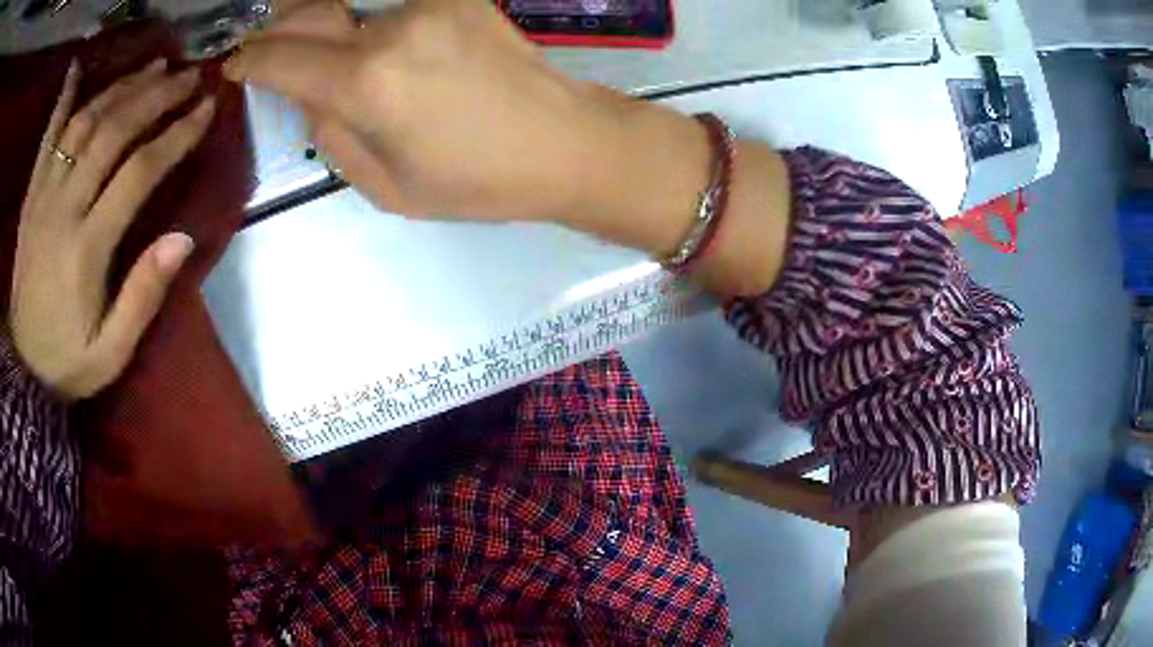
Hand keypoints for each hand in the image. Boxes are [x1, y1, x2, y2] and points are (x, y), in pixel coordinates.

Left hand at [9, 60, 215, 400]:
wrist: (23, 369)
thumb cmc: (68, 363)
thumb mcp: (112, 352)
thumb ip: (143, 297)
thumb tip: (184, 238)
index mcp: (86, 248)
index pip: (138, 171)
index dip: (176, 133)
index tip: (207, 107)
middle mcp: (63, 209)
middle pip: (112, 132)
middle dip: (155, 96)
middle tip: (188, 75)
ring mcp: (43, 197)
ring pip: (84, 123)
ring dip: (121, 87)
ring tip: (152, 67)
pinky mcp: (32, 197)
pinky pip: (47, 138)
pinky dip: (62, 100)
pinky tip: (78, 69)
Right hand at [225, 0, 629, 223]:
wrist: (563, 141)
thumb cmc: (476, 181)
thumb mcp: (384, 186)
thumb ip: (331, 133)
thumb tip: (306, 92)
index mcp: (367, 84)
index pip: (281, 59)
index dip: (249, 61)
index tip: (234, 65)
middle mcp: (391, 29)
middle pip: (309, 15)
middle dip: (277, 31)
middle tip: (267, 51)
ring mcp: (430, 4)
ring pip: (353, 13)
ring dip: (332, 32)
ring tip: (338, 63)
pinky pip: (392, 8)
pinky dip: (373, 28)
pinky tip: (388, 54)